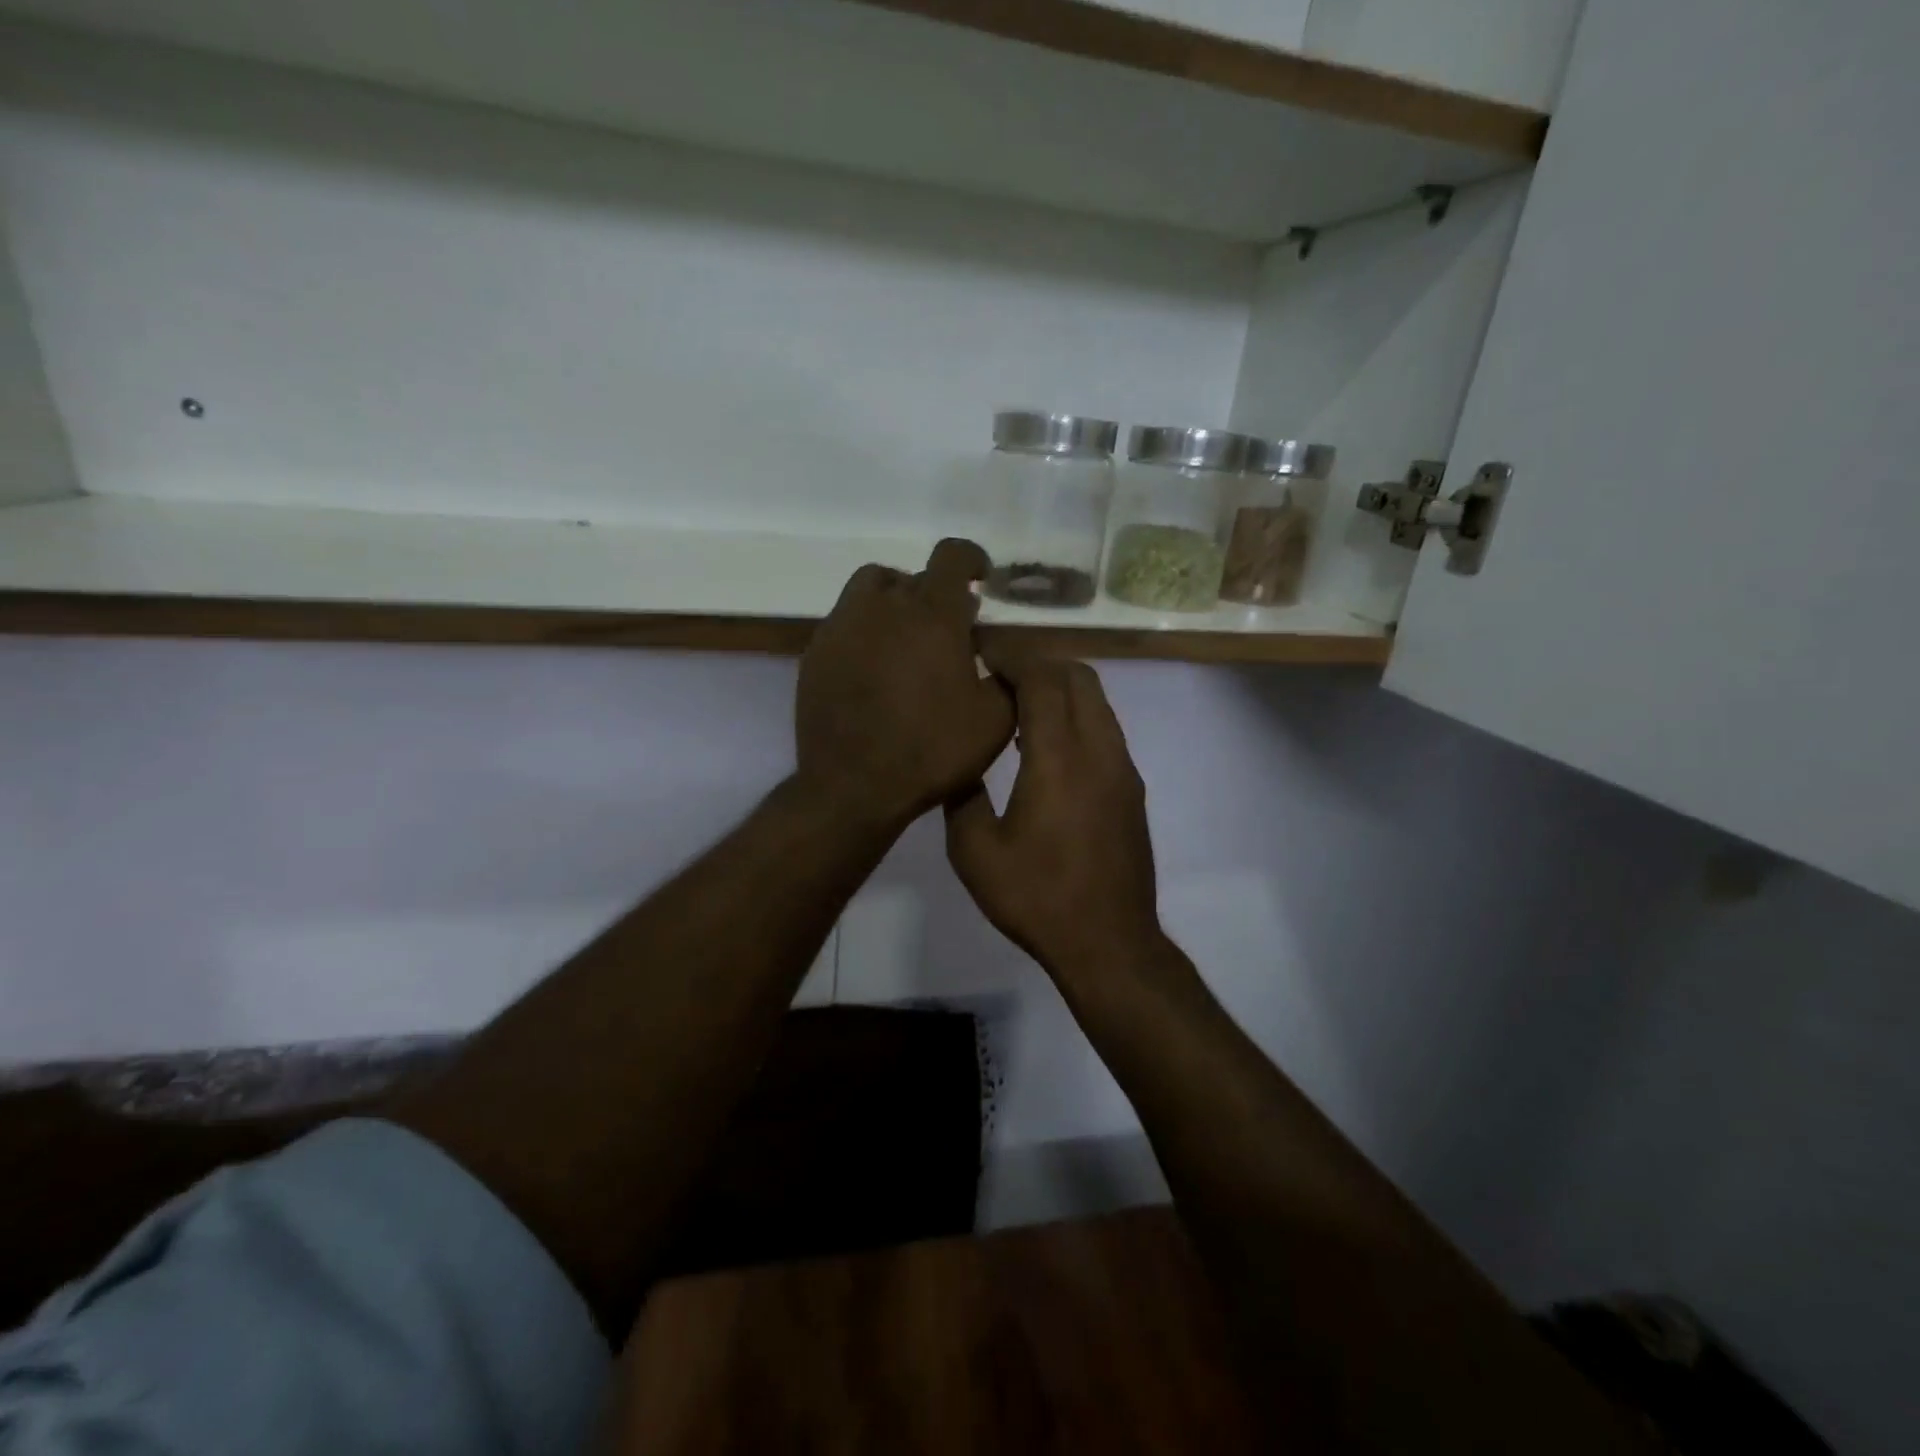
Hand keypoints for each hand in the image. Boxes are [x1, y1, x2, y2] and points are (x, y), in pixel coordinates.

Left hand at [795, 539, 1013, 830]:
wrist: (852, 787)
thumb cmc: (931, 751)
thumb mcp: (995, 720)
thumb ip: (1008, 674)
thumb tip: (997, 651)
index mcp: (933, 614)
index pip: (951, 555)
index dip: (970, 559)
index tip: (979, 578)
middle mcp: (883, 606)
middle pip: (912, 576)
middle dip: (935, 595)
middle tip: (947, 631)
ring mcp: (842, 626)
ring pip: (870, 589)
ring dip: (893, 602)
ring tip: (905, 639)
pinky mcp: (815, 652)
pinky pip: (845, 622)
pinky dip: (865, 631)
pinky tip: (873, 669)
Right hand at [944, 655, 1162, 981]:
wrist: (1108, 942)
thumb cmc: (1037, 897)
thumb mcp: (975, 851)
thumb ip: (962, 795)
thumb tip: (959, 764)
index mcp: (1060, 757)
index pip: (1042, 678)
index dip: (1011, 654)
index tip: (980, 647)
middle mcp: (1100, 750)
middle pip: (1078, 676)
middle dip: (1037, 661)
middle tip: (996, 670)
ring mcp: (1122, 769)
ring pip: (1097, 701)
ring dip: (1059, 687)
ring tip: (1015, 702)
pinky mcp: (1131, 789)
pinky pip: (1103, 728)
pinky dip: (1074, 715)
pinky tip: (1043, 744)